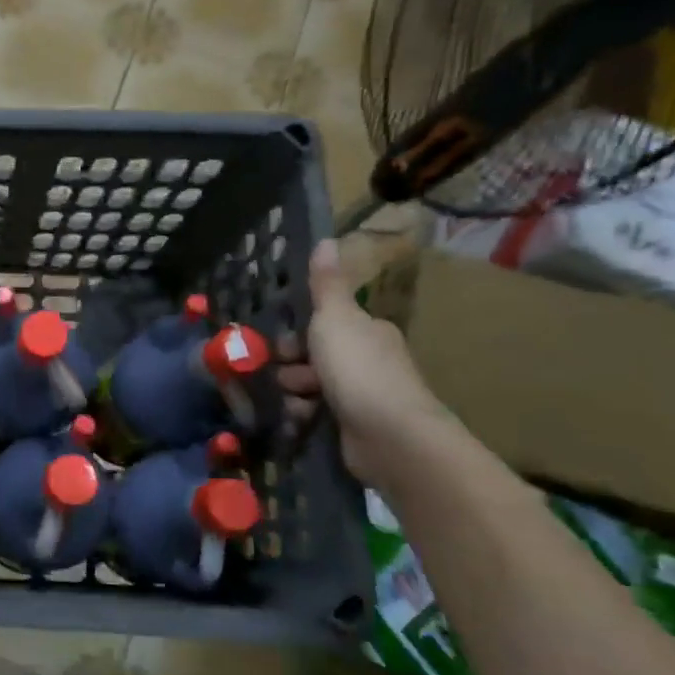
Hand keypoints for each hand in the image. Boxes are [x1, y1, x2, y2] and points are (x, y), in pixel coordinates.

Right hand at [275, 240, 445, 485]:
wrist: (389, 434)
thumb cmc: (358, 369)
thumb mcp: (335, 318)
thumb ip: (326, 284)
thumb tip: (326, 239)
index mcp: (367, 331)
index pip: (324, 325)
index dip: (299, 333)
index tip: (284, 344)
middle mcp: (368, 360)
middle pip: (313, 357)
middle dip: (292, 366)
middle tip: (289, 373)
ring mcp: (363, 396)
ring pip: (310, 386)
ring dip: (295, 393)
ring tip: (296, 402)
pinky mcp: (354, 426)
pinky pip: (316, 414)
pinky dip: (304, 416)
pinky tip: (301, 421)